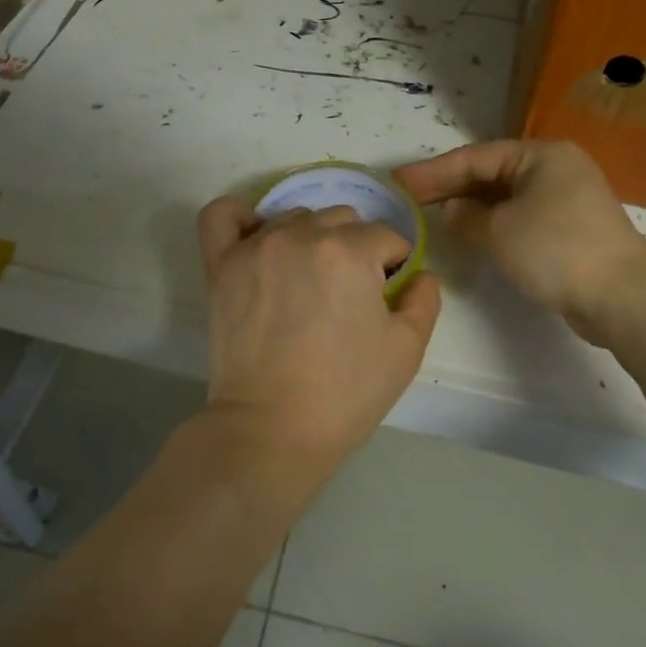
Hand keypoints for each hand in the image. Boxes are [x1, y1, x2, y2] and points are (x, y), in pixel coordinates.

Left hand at [195, 199, 441, 471]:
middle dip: (355, 249)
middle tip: (347, 295)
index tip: (385, 298)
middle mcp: (302, 235)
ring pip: (295, 217)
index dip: (393, 267)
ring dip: (309, 239)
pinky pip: (222, 216)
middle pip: (342, 220)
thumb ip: (425, 300)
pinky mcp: (221, 265)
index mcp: (350, 251)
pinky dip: (240, 217)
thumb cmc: (344, 393)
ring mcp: (256, 247)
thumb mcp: (406, 350)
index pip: (386, 237)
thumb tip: (420, 274)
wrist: (271, 430)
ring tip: (306, 282)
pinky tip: (256, 236)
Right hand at [394, 140, 645, 342]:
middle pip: (489, 174)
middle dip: (449, 187)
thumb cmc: (555, 249)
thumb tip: (452, 211)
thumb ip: (467, 216)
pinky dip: (491, 223)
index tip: (399, 182)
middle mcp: (554, 169)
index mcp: (540, 155)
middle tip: (408, 199)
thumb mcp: (500, 229)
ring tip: (431, 216)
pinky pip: (518, 217)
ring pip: (504, 197)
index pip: (475, 157)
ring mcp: (564, 199)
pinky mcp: (567, 229)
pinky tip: (469, 234)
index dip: (434, 171)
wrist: (621, 296)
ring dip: (469, 207)